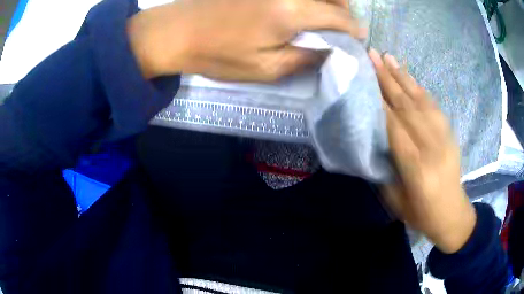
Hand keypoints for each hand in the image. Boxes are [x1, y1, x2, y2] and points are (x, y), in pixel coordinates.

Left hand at [127, 0, 365, 79]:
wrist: (177, 31)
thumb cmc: (219, 54)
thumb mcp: (265, 69)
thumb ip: (305, 58)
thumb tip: (330, 51)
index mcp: (291, 12)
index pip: (338, 17)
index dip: (353, 29)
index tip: (360, 38)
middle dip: (345, 9)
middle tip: (344, 25)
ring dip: (328, 0)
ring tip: (327, 14)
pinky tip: (302, 6)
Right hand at [368, 49, 476, 253]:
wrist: (452, 214)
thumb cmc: (420, 213)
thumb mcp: (395, 199)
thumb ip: (385, 166)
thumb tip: (373, 136)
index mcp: (416, 168)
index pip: (394, 127)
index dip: (378, 101)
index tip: (361, 78)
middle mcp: (432, 147)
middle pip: (408, 107)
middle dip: (387, 79)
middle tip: (371, 55)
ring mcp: (444, 138)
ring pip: (421, 100)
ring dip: (403, 76)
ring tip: (387, 56)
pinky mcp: (450, 133)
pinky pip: (433, 106)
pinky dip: (419, 88)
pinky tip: (408, 75)